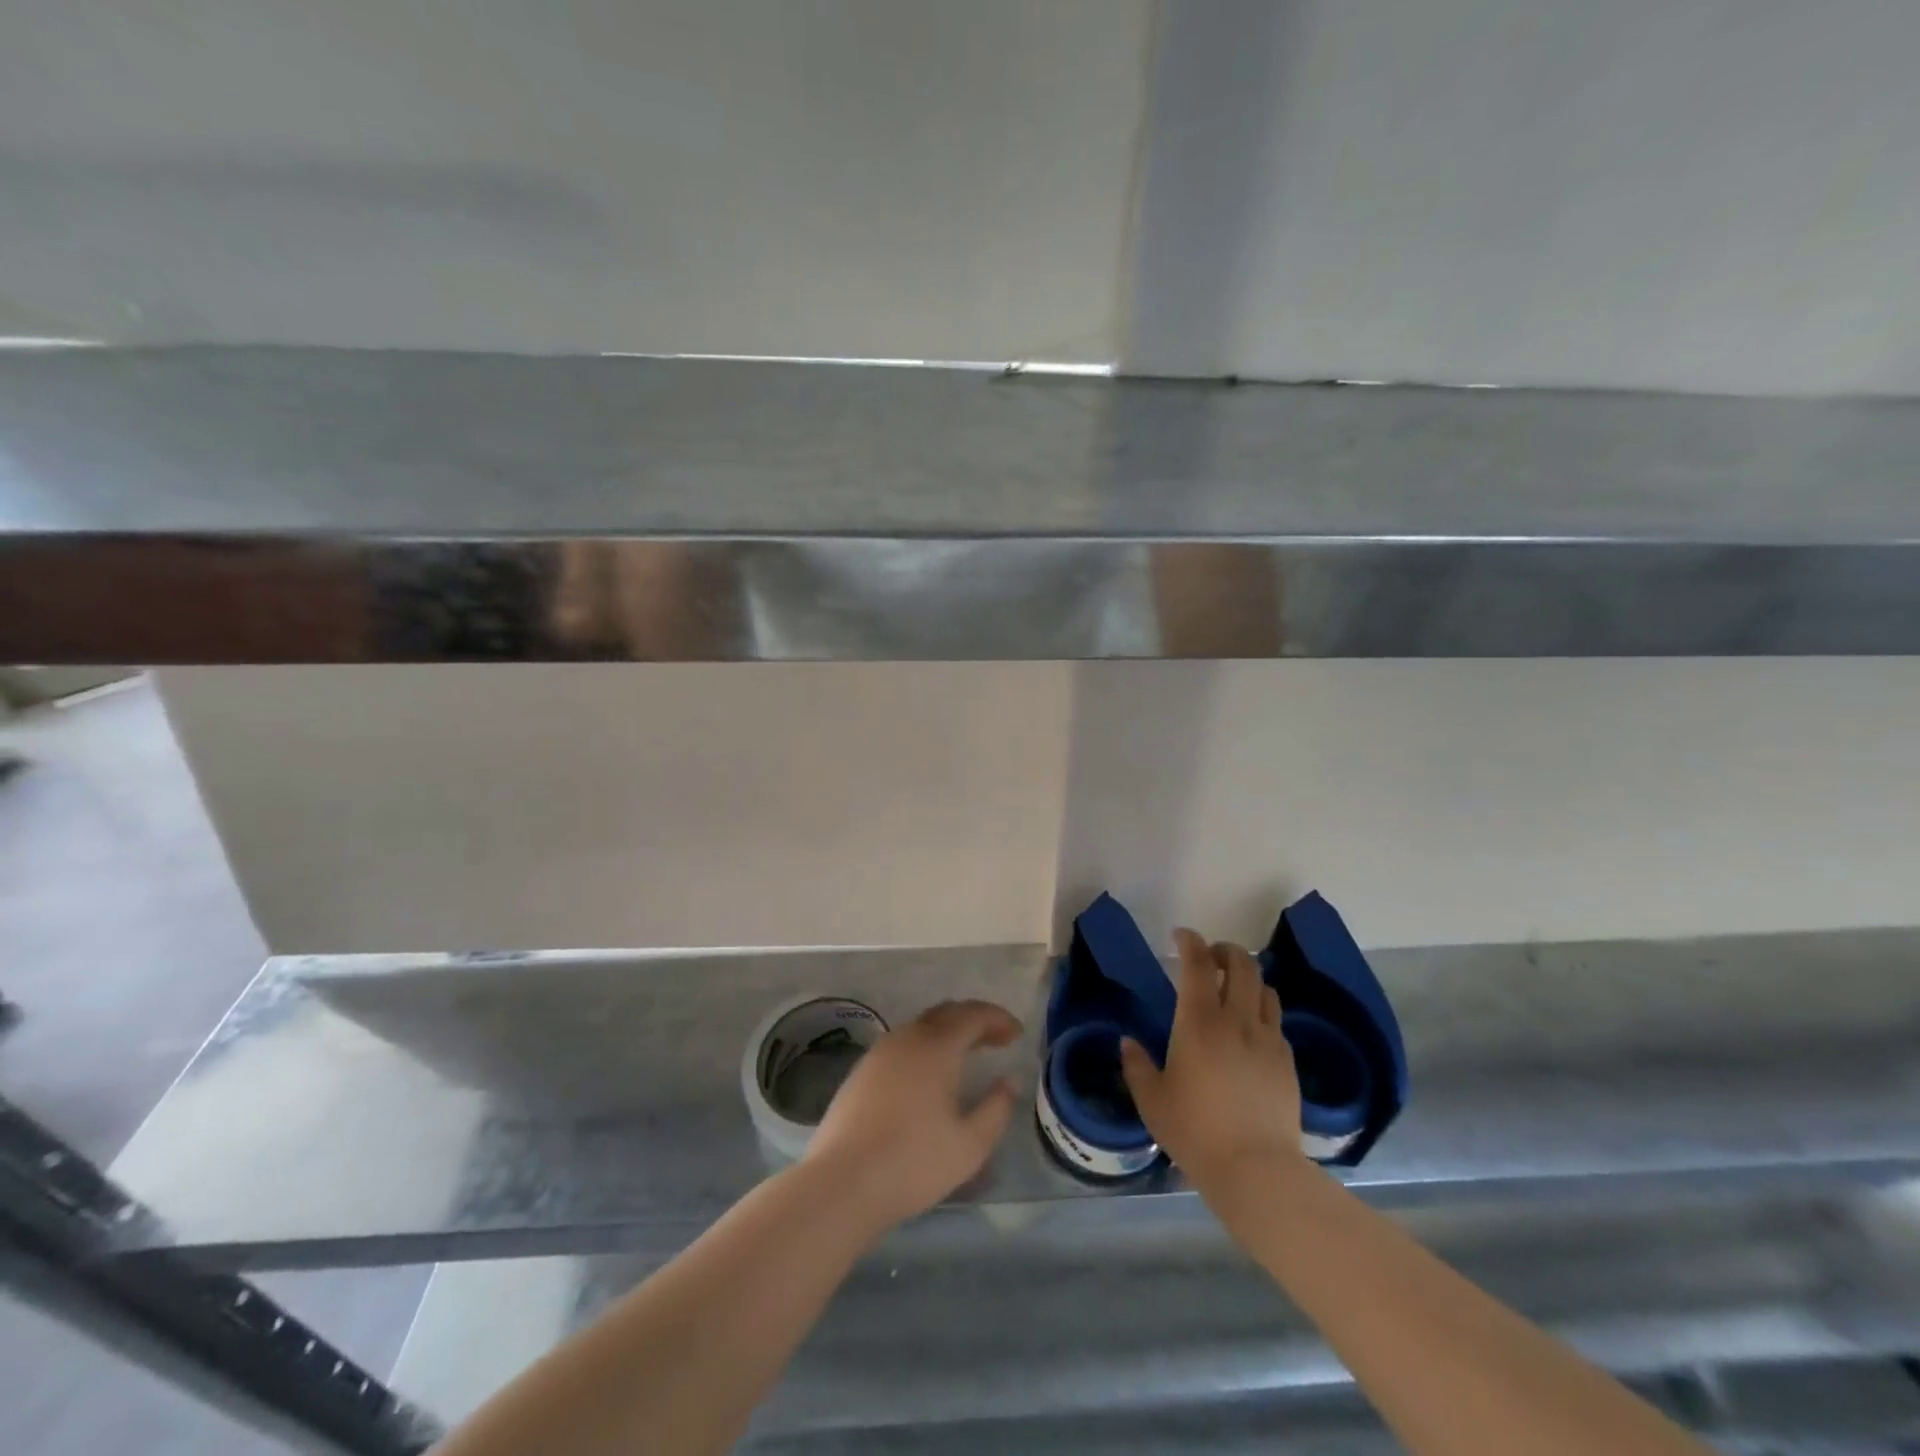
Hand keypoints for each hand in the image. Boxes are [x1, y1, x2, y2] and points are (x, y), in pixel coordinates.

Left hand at [804, 1000, 1021, 1233]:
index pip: (973, 1015)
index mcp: (936, 1047)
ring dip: (948, 1032)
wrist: (842, 1182)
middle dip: (974, 1020)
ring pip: (921, 1026)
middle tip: (996, 1039)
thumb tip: (1008, 1082)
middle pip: (946, 1013)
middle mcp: (907, 1038)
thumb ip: (996, 1109)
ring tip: (967, 1054)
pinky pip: (902, 1043)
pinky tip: (929, 1074)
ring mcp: (880, 1052)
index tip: (1016, 1033)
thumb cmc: (913, 1163)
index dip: (998, 1019)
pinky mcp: (861, 1071)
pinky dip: (925, 1046)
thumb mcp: (970, 1145)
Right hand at [1120, 928, 1308, 1197]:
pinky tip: (1251, 1029)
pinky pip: (1275, 1020)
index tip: (1181, 936)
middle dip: (1226, 950)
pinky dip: (1262, 1010)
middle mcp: (1236, 1020)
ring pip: (1264, 988)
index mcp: (1198, 1022)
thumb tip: (1127, 1042)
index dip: (1190, 942)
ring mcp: (1267, 1039)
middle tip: (1211, 957)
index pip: (1198, 964)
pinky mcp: (1287, 1061)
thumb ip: (1136, 1065)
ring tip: (1234, 989)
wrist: (1256, 1169)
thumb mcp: (1152, 1100)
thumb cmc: (1195, 1130)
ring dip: (1248, 978)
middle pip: (1242, 964)